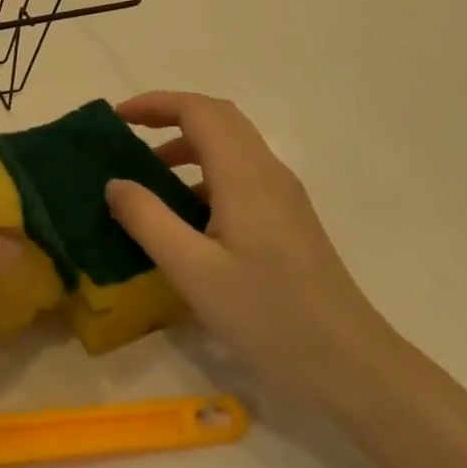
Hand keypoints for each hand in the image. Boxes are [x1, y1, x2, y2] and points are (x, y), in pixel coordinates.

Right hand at [105, 92, 392, 406]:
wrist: (351, 364)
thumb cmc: (269, 316)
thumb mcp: (193, 271)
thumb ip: (148, 220)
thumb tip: (115, 183)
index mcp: (245, 176)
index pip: (199, 111)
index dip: (155, 103)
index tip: (117, 118)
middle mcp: (268, 173)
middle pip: (219, 118)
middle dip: (170, 115)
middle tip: (128, 136)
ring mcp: (284, 196)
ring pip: (232, 146)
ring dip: (188, 145)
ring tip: (149, 177)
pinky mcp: (289, 220)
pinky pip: (242, 174)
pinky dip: (206, 173)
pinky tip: (187, 215)